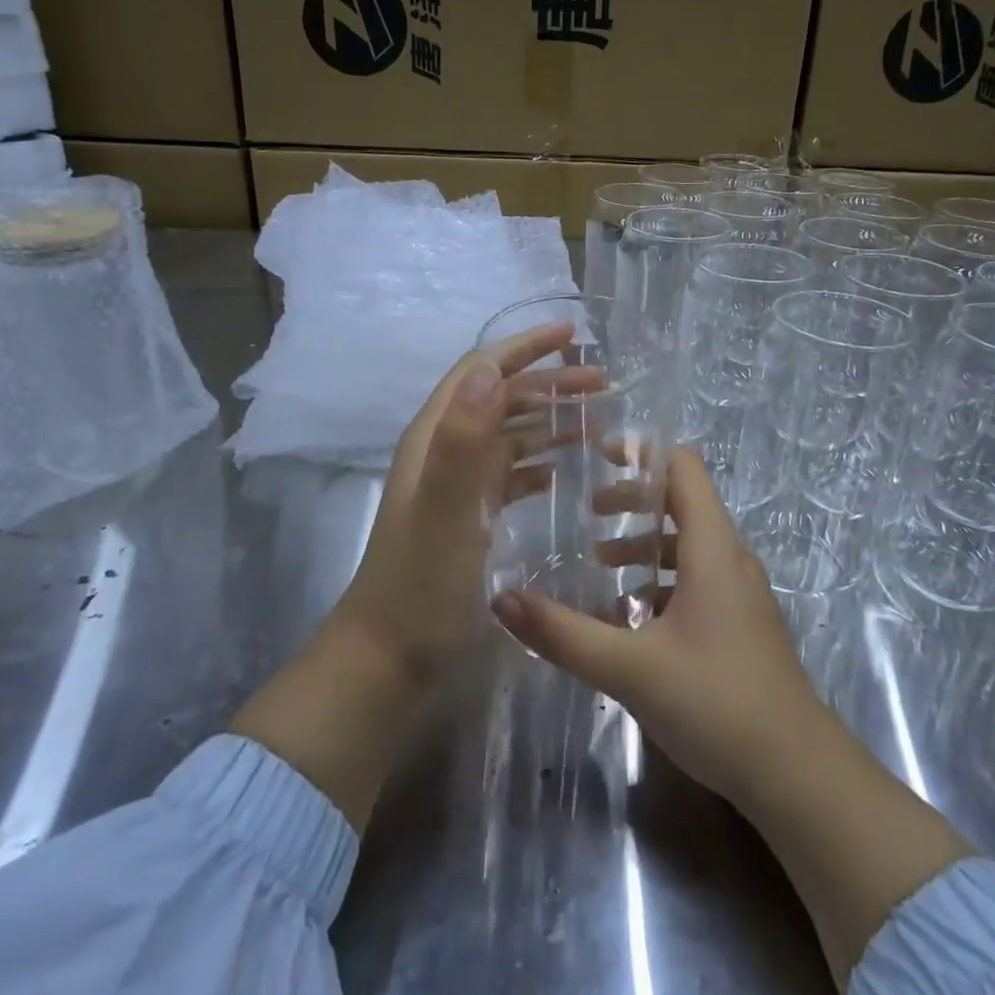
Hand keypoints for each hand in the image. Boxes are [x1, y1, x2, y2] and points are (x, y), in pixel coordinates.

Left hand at [334, 320, 583, 679]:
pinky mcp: (470, 518)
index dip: (524, 348)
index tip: (572, 336)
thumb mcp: (447, 511)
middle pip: (500, 399)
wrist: (391, 658)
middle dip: (549, 384)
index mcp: (436, 439)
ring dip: (550, 422)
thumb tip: (489, 368)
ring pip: (509, 436)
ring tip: (599, 424)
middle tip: (604, 385)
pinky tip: (568, 471)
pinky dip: (541, 463)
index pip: (481, 371)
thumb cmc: (421, 584)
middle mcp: (445, 453)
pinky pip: (511, 475)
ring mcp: (458, 487)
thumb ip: (464, 441)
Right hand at [490, 449, 969, 988]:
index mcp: (712, 548)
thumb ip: (564, 633)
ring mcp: (740, 594)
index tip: (597, 456)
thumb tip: (502, 599)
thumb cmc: (717, 702)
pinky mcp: (740, 626)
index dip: (643, 453)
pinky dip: (660, 582)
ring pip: (688, 548)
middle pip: (682, 505)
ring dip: (644, 547)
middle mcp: (730, 559)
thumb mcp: (630, 668)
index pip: (684, 469)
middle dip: (633, 503)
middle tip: (586, 516)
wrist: (797, 774)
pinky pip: (696, 582)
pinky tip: (629, 620)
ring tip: (597, 567)